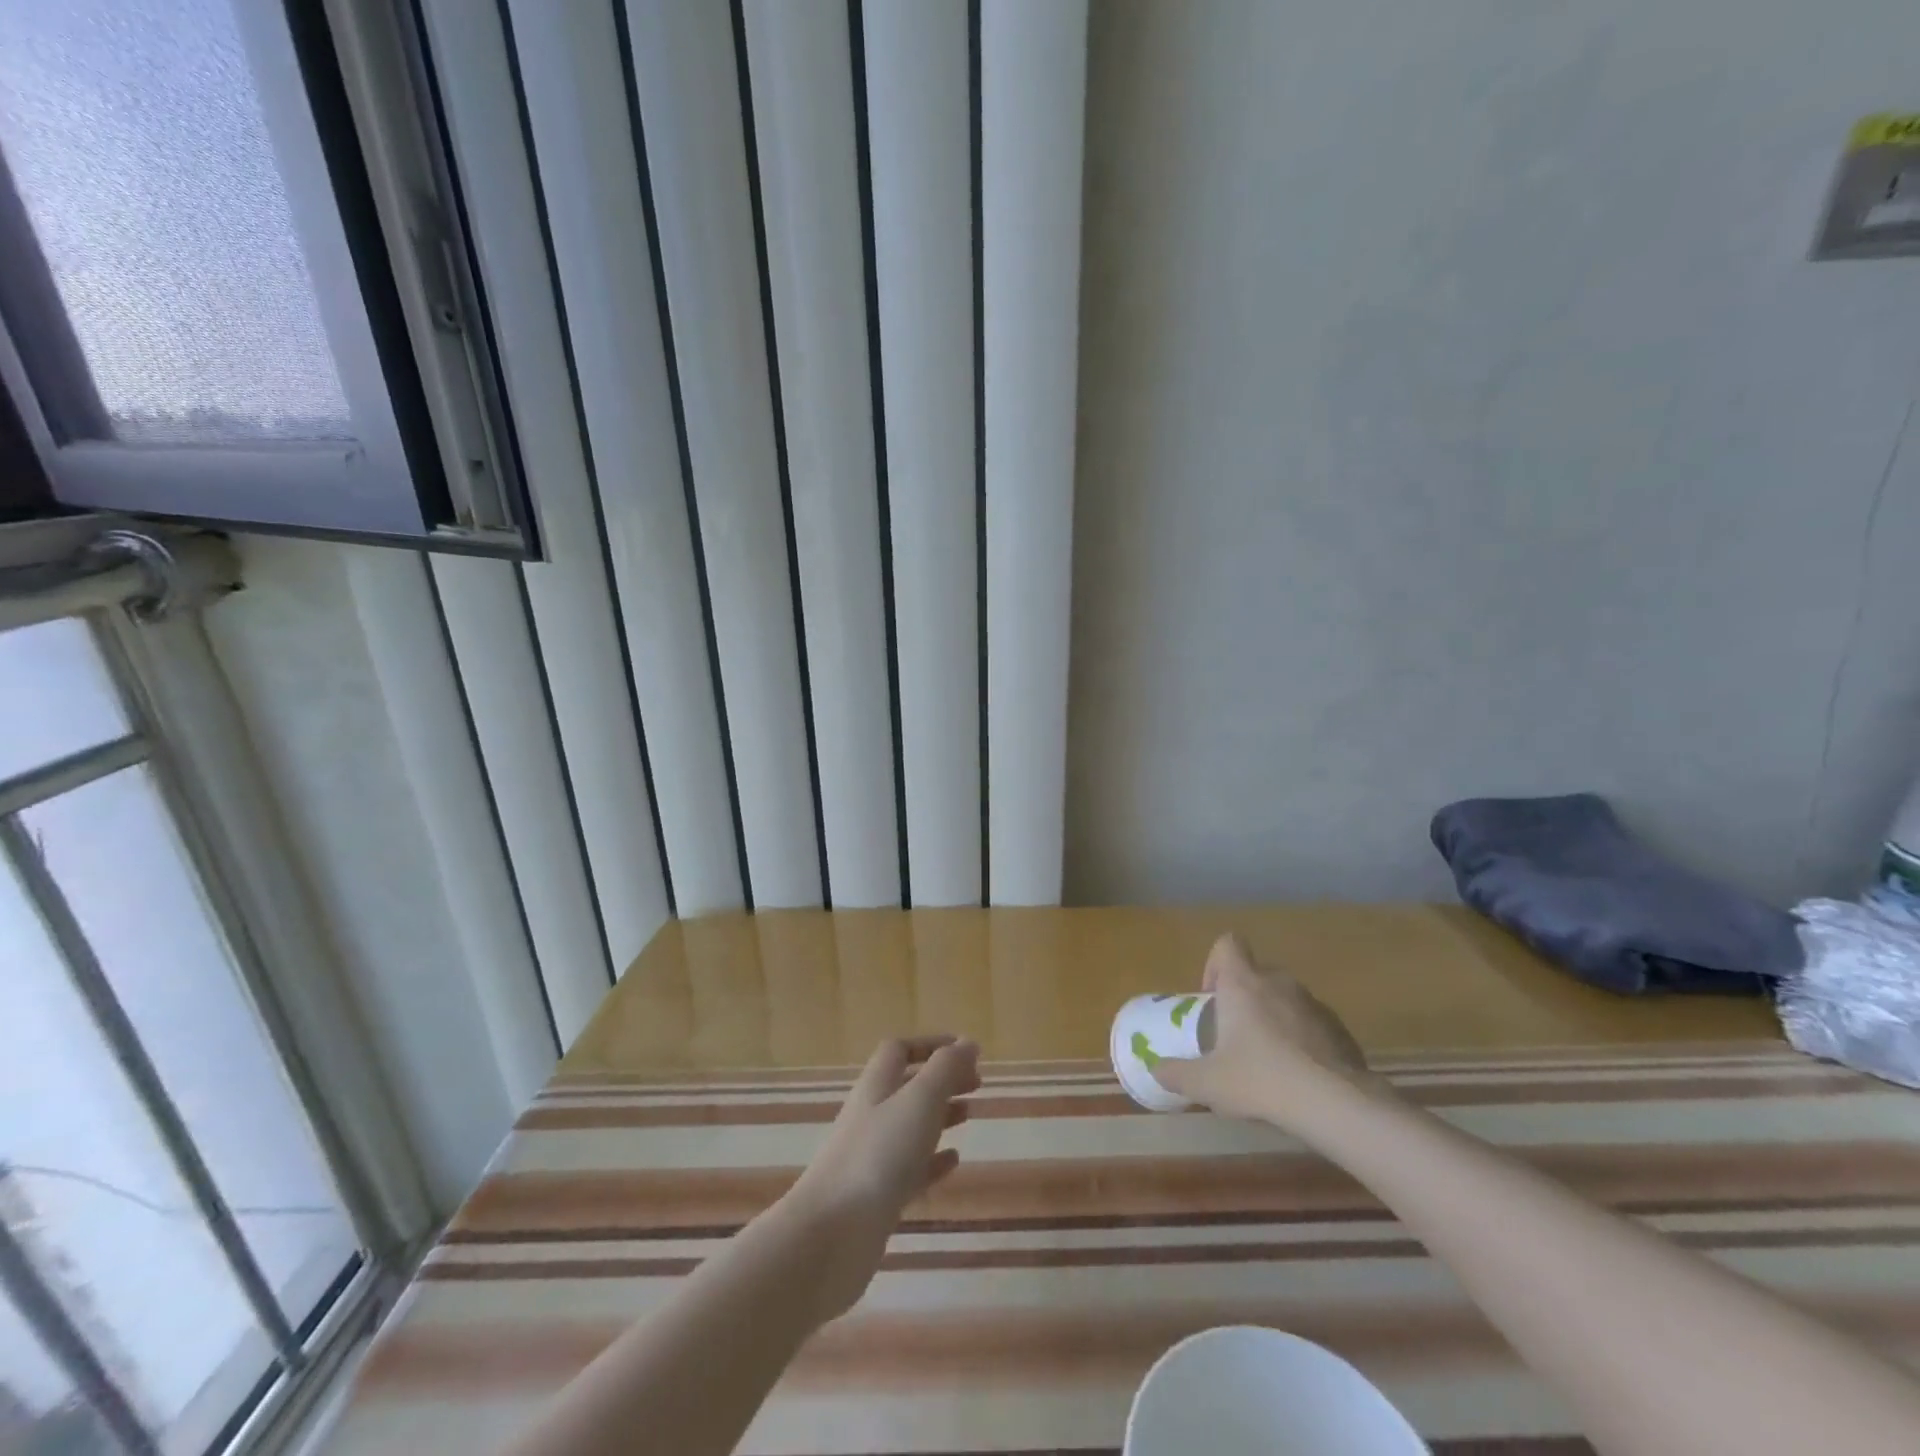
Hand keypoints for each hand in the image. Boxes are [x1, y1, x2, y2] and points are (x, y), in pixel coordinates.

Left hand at [779, 1035, 979, 1320]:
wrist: (832, 1234)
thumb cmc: (879, 1154)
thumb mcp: (919, 1100)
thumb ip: (945, 1069)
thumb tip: (968, 1042)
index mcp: (877, 1085)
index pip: (900, 1050)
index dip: (931, 1045)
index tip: (966, 1050)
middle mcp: (871, 1115)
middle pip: (907, 1086)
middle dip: (941, 1079)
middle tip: (977, 1083)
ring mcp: (871, 1157)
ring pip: (909, 1126)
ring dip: (940, 1115)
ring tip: (969, 1114)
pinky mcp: (877, 1196)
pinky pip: (910, 1169)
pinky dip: (933, 1160)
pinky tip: (953, 1161)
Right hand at [1152, 934, 1384, 1126]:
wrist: (1335, 1103)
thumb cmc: (1260, 1080)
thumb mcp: (1207, 1083)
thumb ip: (1177, 1074)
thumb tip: (1157, 1069)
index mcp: (1243, 983)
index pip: (1228, 943)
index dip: (1215, 964)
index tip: (1211, 998)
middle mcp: (1278, 982)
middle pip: (1256, 974)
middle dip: (1244, 999)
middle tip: (1235, 1037)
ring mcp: (1314, 1004)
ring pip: (1285, 999)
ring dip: (1274, 1020)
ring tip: (1269, 1062)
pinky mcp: (1341, 1029)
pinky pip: (1313, 1024)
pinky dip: (1303, 1041)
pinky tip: (1300, 1077)